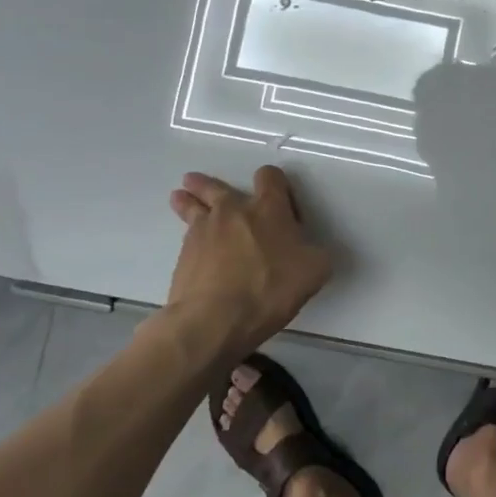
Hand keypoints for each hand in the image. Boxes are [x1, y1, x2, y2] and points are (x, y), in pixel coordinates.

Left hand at [157, 166, 333, 359]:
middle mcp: (232, 211)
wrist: (215, 319)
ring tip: (180, 197)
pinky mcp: (183, 257)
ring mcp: (202, 232)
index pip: (270, 177)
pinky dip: (189, 238)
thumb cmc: (271, 288)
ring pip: (192, 207)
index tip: (280, 198)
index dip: (275, 182)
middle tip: (196, 181)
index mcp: (268, 208)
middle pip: (215, 187)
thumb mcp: (315, 270)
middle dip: (208, 184)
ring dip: (187, 201)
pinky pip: (187, 238)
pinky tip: (191, 248)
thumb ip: (314, 252)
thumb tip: (308, 250)